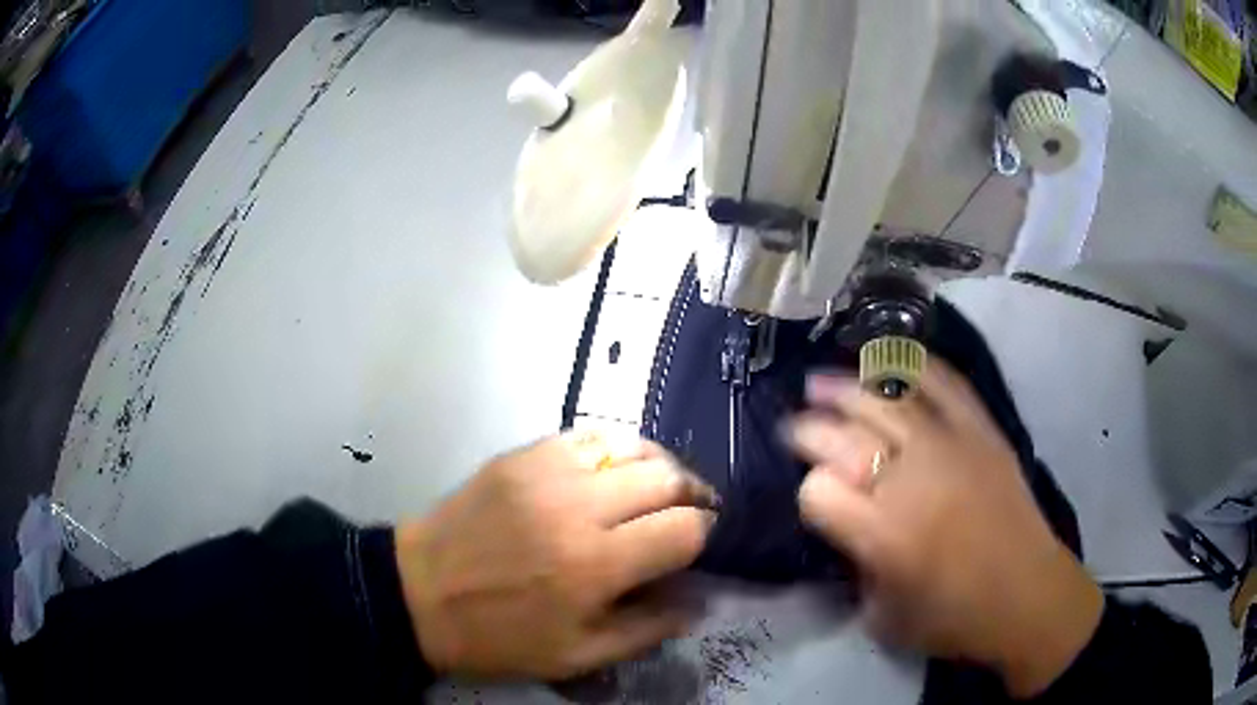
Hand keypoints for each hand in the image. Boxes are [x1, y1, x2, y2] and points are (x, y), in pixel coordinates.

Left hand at [394, 432, 717, 679]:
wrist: (418, 593)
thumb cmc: (498, 636)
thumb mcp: (576, 656)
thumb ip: (647, 630)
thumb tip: (698, 601)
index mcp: (595, 566)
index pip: (684, 529)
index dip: (706, 533)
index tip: (704, 542)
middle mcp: (578, 508)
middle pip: (667, 477)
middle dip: (692, 496)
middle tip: (687, 516)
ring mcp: (546, 471)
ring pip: (633, 445)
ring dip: (658, 467)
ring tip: (657, 491)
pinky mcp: (521, 454)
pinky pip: (589, 436)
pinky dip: (615, 451)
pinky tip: (611, 474)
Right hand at [787, 362, 1103, 698]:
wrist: (1026, 595)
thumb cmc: (952, 619)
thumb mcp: (881, 616)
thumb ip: (855, 565)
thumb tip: (846, 524)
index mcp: (881, 535)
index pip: (818, 490)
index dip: (807, 489)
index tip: (812, 495)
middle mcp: (911, 481)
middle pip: (844, 434)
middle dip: (810, 426)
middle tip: (796, 423)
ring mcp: (951, 446)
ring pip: (887, 397)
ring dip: (848, 386)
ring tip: (823, 382)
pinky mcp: (982, 430)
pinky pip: (942, 383)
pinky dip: (911, 367)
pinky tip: (887, 362)